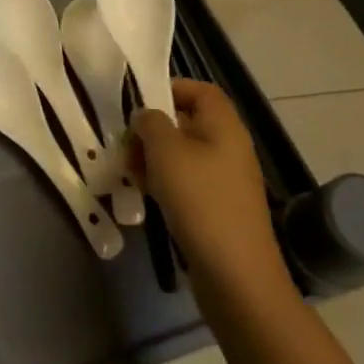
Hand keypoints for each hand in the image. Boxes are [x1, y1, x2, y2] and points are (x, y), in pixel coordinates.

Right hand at [131, 80, 294, 327]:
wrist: (236, 276)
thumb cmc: (200, 201)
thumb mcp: (165, 151)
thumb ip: (150, 122)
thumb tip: (146, 117)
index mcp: (224, 127)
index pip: (201, 90)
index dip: (171, 88)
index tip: (139, 102)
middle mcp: (230, 148)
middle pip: (188, 122)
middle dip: (153, 129)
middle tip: (126, 144)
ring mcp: (227, 181)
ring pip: (184, 154)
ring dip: (154, 158)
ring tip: (131, 173)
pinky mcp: (220, 208)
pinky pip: (188, 182)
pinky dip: (165, 183)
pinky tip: (146, 197)